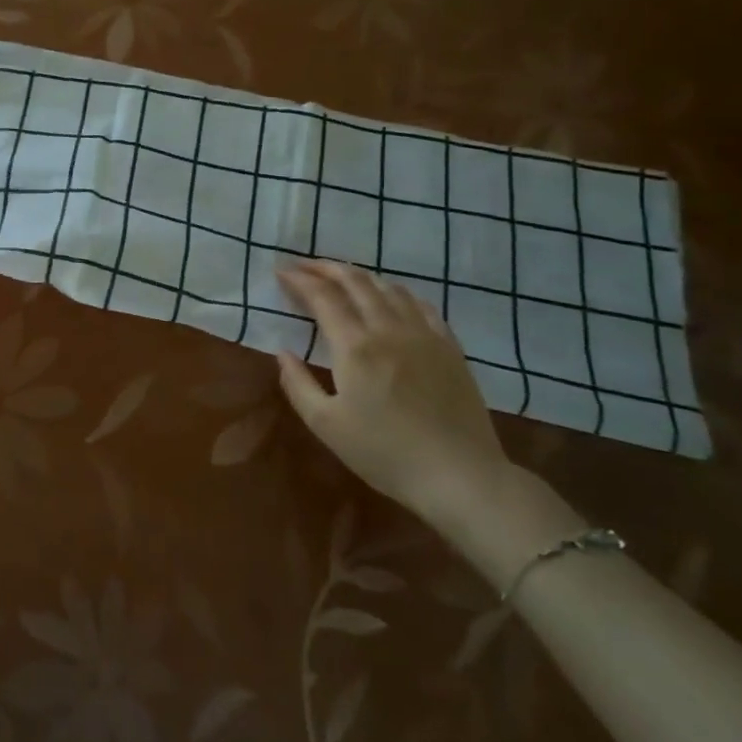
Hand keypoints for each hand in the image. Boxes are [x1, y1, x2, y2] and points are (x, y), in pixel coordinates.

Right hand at [274, 261, 511, 532]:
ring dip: (359, 276)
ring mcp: (424, 334)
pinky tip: (391, 296)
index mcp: (355, 346)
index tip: (281, 271)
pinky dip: (397, 291)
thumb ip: (298, 384)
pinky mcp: (449, 346)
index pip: (322, 297)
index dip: (299, 279)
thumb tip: (282, 353)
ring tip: (341, 276)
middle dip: (325, 267)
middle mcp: (388, 329)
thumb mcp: (326, 426)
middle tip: (304, 265)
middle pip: (355, 281)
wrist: (460, 476)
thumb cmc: (385, 453)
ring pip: (388, 287)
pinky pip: (421, 304)